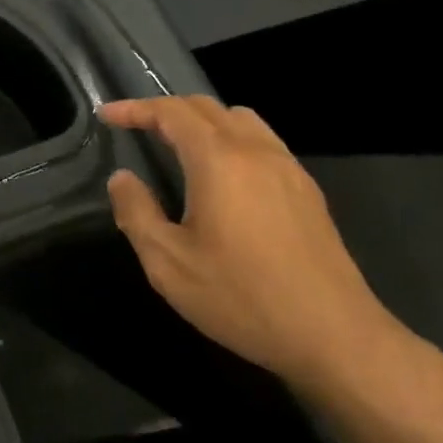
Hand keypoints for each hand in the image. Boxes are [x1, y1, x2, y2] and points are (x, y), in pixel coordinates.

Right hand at [99, 96, 419, 404]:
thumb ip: (137, 213)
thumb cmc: (243, 298)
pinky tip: (225, 175)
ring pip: (239, 118)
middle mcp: (254, 150)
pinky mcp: (306, 189)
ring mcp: (287, 167)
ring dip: (202, 120)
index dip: (135, 108)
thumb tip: (122, 178)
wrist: (335, 336)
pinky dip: (231, 138)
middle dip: (166, 110)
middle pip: (205, 107)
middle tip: (137, 127)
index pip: (170, 112)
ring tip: (179, 145)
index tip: (107, 116)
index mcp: (218, 160)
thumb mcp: (169, 264)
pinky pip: (262, 141)